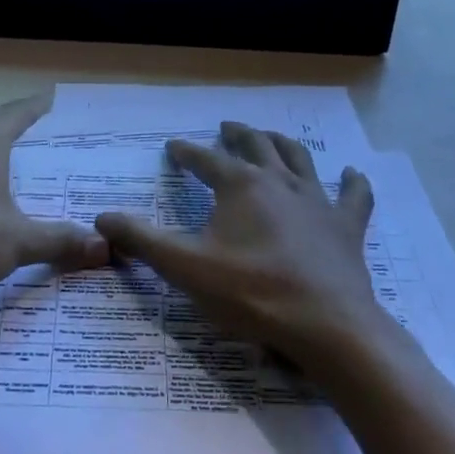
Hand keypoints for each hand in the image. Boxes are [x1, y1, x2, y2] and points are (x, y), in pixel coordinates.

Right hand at [94, 123, 384, 369]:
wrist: (327, 327)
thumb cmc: (252, 293)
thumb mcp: (185, 267)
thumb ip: (142, 241)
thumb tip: (101, 218)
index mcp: (239, 185)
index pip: (205, 159)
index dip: (186, 153)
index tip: (173, 146)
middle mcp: (278, 181)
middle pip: (255, 145)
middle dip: (237, 134)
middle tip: (226, 126)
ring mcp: (317, 201)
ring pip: (298, 158)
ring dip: (281, 143)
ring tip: (270, 136)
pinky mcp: (346, 226)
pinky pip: (353, 197)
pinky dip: (352, 182)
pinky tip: (352, 173)